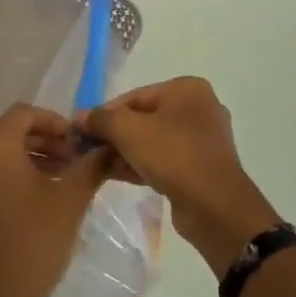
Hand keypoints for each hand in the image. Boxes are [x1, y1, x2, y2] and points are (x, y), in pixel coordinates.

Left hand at [0, 104, 109, 296]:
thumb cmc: (36, 239)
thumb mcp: (71, 198)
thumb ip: (92, 165)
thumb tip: (110, 145)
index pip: (25, 112)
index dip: (55, 121)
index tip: (79, 141)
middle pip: (12, 130)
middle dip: (47, 139)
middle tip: (77, 159)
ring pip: (3, 152)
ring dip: (35, 156)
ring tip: (66, 176)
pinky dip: (17, 173)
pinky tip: (43, 194)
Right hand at [80, 77, 279, 274]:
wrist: (215, 207)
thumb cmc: (173, 155)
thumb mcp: (129, 131)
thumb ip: (101, 119)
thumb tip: (80, 118)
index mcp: (186, 89)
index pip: (134, 97)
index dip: (104, 113)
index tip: (82, 130)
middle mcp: (198, 108)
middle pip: (143, 118)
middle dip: (114, 134)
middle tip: (87, 149)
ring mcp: (202, 140)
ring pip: (153, 140)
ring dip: (124, 151)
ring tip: (96, 164)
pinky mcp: (201, 167)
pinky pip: (164, 159)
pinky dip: (141, 164)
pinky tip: (115, 175)